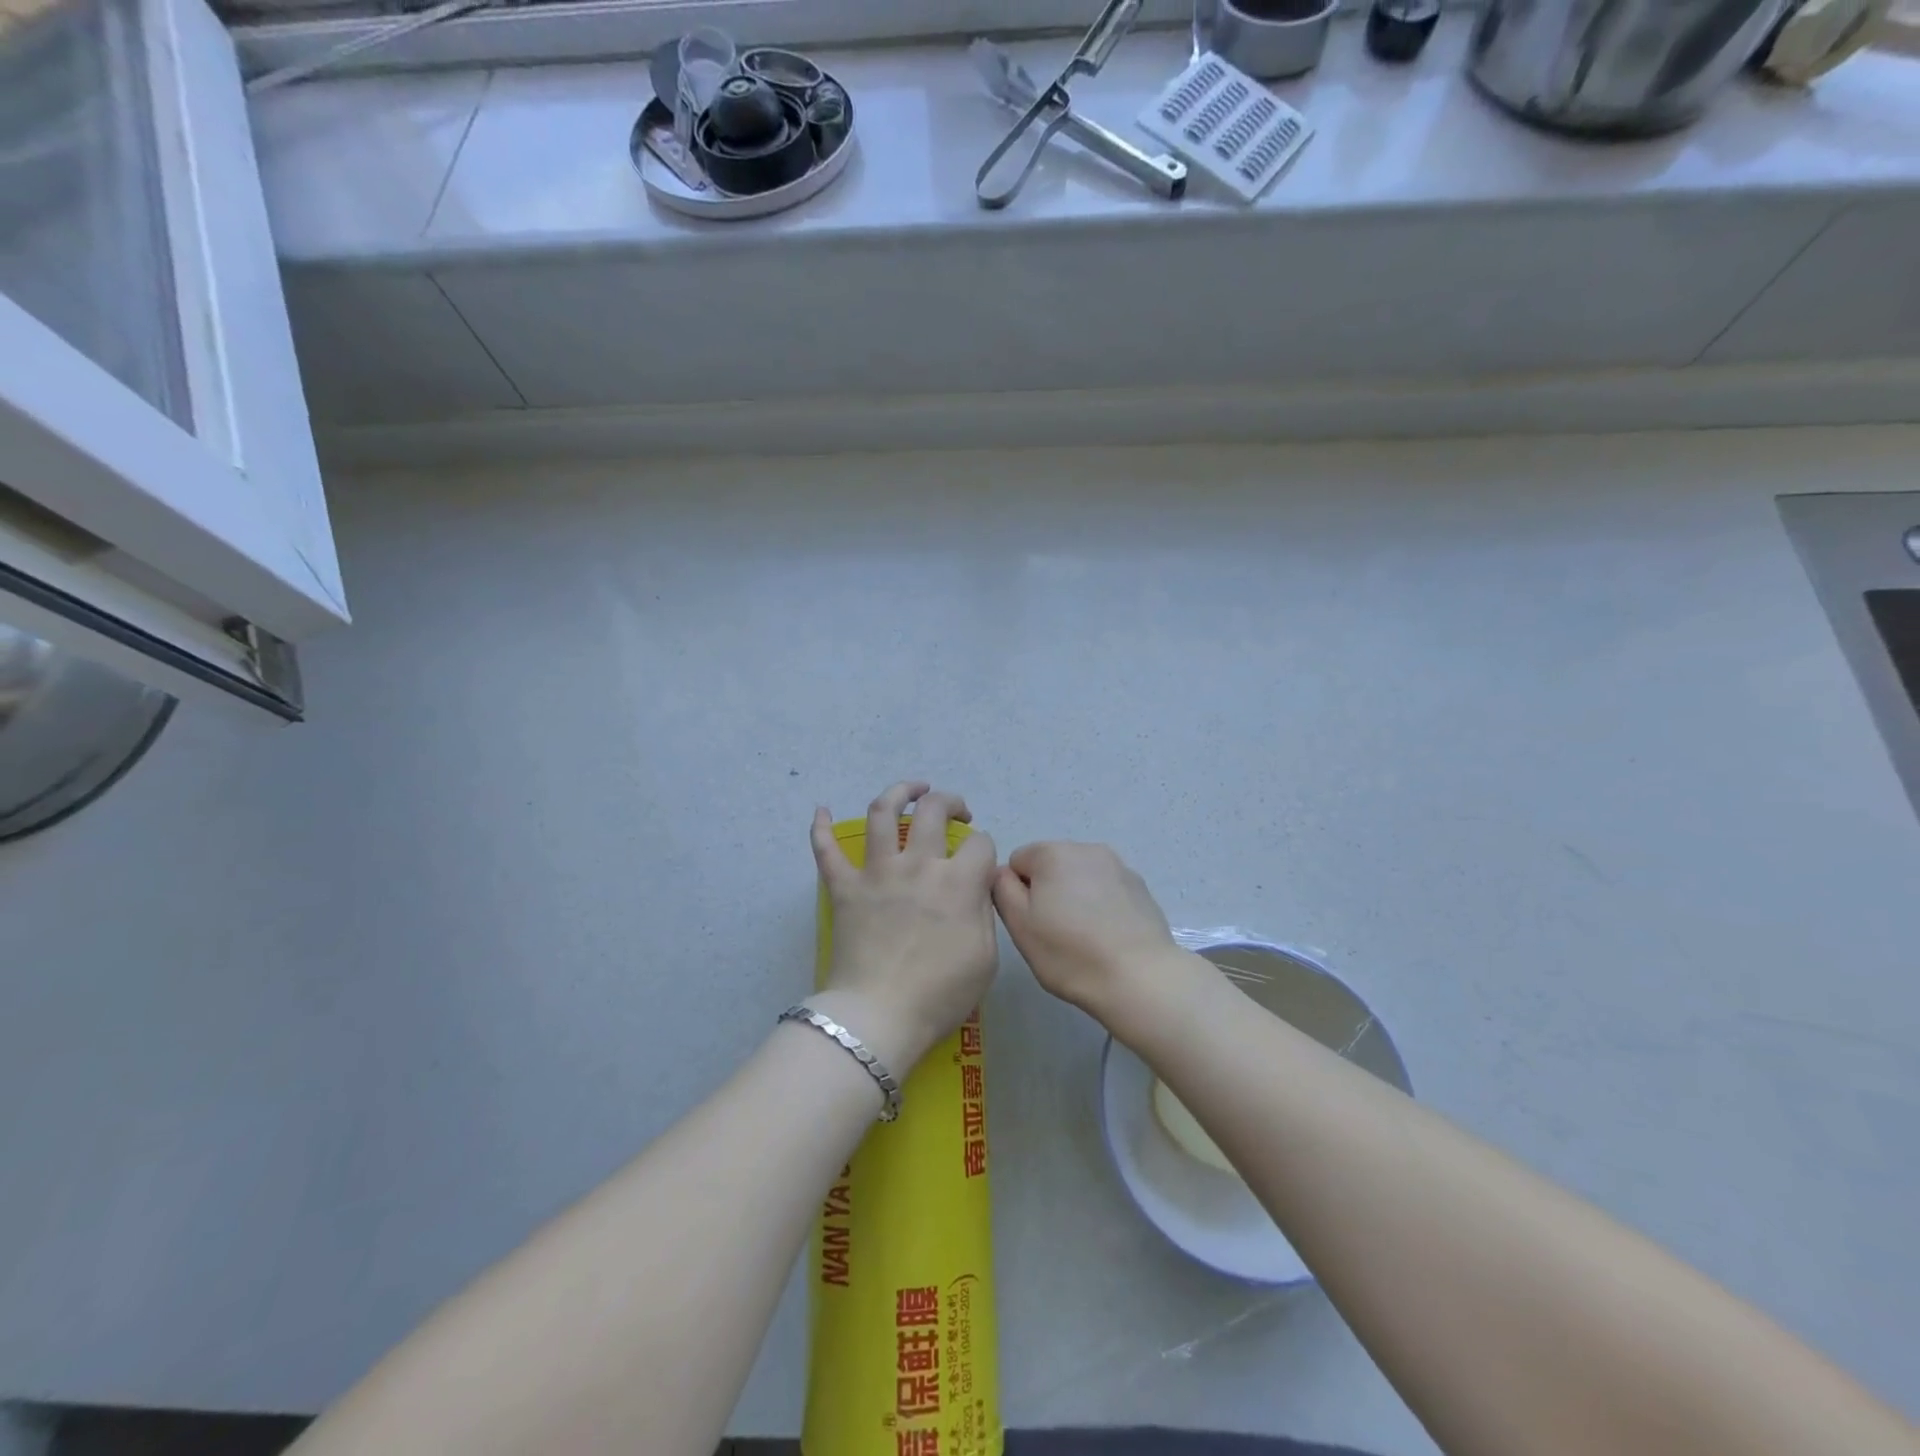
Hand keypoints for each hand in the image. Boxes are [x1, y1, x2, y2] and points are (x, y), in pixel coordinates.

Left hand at [810, 781, 998, 1073]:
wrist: (880, 1017)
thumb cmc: (939, 994)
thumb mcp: (986, 957)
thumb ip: (983, 912)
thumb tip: (976, 887)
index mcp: (958, 882)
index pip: (979, 843)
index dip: (984, 847)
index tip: (981, 862)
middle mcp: (917, 865)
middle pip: (933, 810)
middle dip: (950, 802)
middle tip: (956, 811)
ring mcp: (877, 872)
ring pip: (882, 813)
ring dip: (898, 791)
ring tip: (911, 788)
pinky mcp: (844, 888)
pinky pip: (826, 851)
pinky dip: (821, 828)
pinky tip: (822, 810)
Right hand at [992, 842, 1188, 1028]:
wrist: (1140, 978)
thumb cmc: (1070, 953)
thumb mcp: (1020, 925)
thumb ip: (1001, 889)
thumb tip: (1003, 873)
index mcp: (1053, 853)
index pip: (1018, 861)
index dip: (1017, 892)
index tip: (1031, 922)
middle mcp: (1087, 849)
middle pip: (1051, 865)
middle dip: (1048, 891)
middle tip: (1054, 933)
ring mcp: (1119, 866)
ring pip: (1080, 877)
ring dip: (1075, 897)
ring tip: (1084, 937)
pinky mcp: (1140, 887)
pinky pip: (1107, 889)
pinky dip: (1101, 905)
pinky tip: (1108, 936)